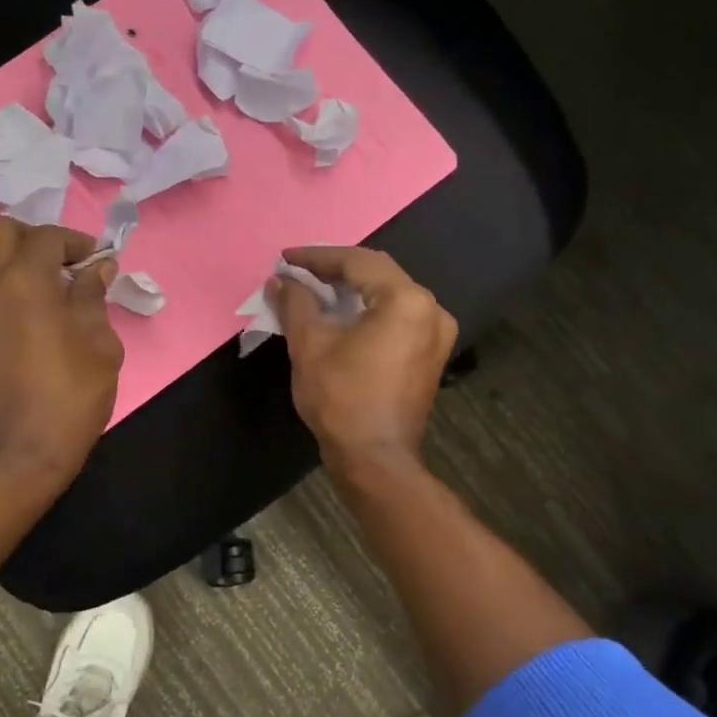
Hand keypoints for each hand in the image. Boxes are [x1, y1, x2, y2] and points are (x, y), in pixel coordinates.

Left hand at [0, 219, 122, 489]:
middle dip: (37, 239)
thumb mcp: (100, 345)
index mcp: (23, 282)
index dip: (76, 242)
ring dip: (19, 264)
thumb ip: (93, 297)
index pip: (46, 237)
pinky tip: (33, 319)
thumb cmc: (70, 397)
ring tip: (54, 294)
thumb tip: (96, 268)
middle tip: (67, 266)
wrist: (19, 454)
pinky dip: (6, 289)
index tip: (97, 261)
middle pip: (3, 233)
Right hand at [270, 246, 457, 473]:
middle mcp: (431, 308)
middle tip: (298, 271)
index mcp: (406, 300)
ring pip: (389, 294)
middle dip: (335, 269)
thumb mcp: (309, 344)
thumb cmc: (341, 398)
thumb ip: (295, 303)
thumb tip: (280, 280)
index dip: (317, 257)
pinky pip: (398, 316)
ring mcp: (436, 332)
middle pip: (378, 273)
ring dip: (352, 289)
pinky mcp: (431, 353)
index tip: (285, 258)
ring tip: (314, 289)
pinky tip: (341, 314)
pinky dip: (369, 310)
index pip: (357, 262)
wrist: (375, 459)